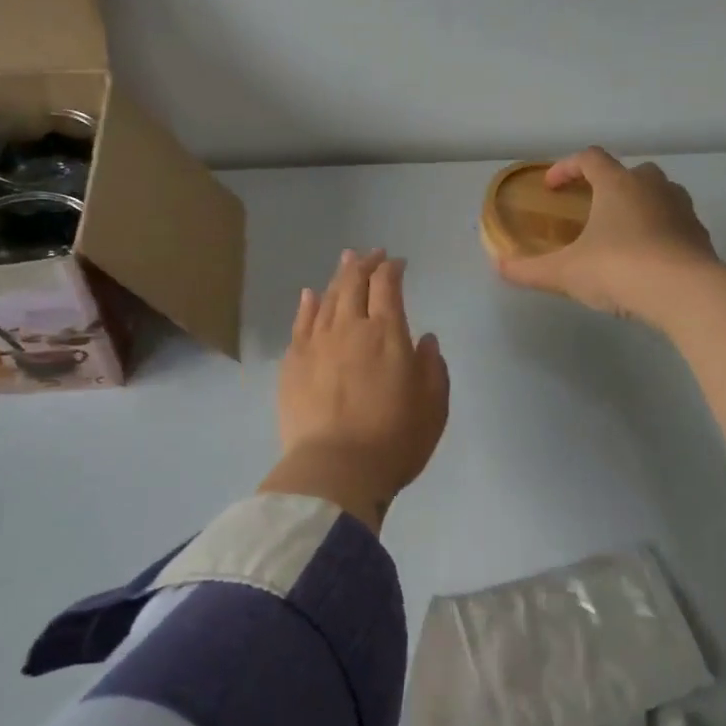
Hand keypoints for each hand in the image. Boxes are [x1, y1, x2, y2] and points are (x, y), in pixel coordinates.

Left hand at [260, 250, 450, 532]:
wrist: (334, 470)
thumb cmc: (394, 440)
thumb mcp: (433, 407)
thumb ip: (432, 368)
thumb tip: (425, 340)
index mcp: (387, 334)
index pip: (387, 286)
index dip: (392, 269)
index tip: (398, 263)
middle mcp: (349, 328)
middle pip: (354, 283)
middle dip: (365, 264)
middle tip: (372, 254)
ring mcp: (316, 344)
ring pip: (327, 298)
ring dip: (339, 277)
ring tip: (345, 262)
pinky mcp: (292, 363)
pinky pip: (300, 323)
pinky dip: (308, 304)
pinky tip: (310, 294)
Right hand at [496, 147, 721, 324]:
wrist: (685, 293)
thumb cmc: (619, 269)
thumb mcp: (565, 273)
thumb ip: (529, 269)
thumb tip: (499, 266)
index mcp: (617, 184)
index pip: (589, 159)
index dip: (566, 167)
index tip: (551, 187)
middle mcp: (652, 187)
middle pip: (630, 171)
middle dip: (609, 184)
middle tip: (592, 209)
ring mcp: (682, 209)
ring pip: (659, 194)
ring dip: (639, 205)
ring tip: (621, 233)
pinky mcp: (700, 235)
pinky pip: (676, 223)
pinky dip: (660, 231)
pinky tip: (648, 258)